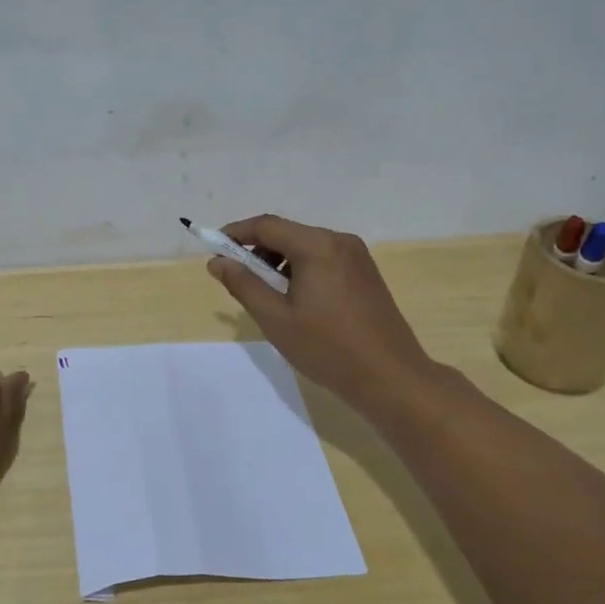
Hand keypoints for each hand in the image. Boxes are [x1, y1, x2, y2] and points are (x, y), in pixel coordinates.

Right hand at [206, 215, 436, 417]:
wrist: (391, 378)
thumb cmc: (328, 349)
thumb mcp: (276, 319)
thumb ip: (244, 285)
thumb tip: (218, 262)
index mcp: (318, 246)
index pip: (267, 225)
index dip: (235, 233)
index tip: (213, 249)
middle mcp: (339, 241)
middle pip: (287, 233)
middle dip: (257, 250)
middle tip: (237, 277)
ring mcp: (357, 256)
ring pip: (306, 246)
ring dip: (279, 261)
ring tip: (265, 293)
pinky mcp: (366, 273)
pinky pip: (324, 259)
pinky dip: (301, 269)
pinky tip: (296, 299)